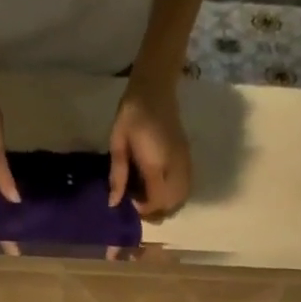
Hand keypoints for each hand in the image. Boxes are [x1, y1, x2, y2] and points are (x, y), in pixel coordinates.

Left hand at [109, 75, 192, 219]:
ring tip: (151, 199)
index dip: (144, 209)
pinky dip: (176, 196)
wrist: (155, 89)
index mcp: (156, 163)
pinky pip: (186, 187)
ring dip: (167, 205)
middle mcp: (174, 167)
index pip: (156, 200)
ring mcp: (184, 163)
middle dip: (157, 211)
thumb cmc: (131, 115)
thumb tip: (114, 203)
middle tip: (140, 206)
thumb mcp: (118, 144)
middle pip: (172, 204)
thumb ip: (118, 175)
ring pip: (182, 197)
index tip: (131, 204)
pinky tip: (162, 190)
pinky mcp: (187, 158)